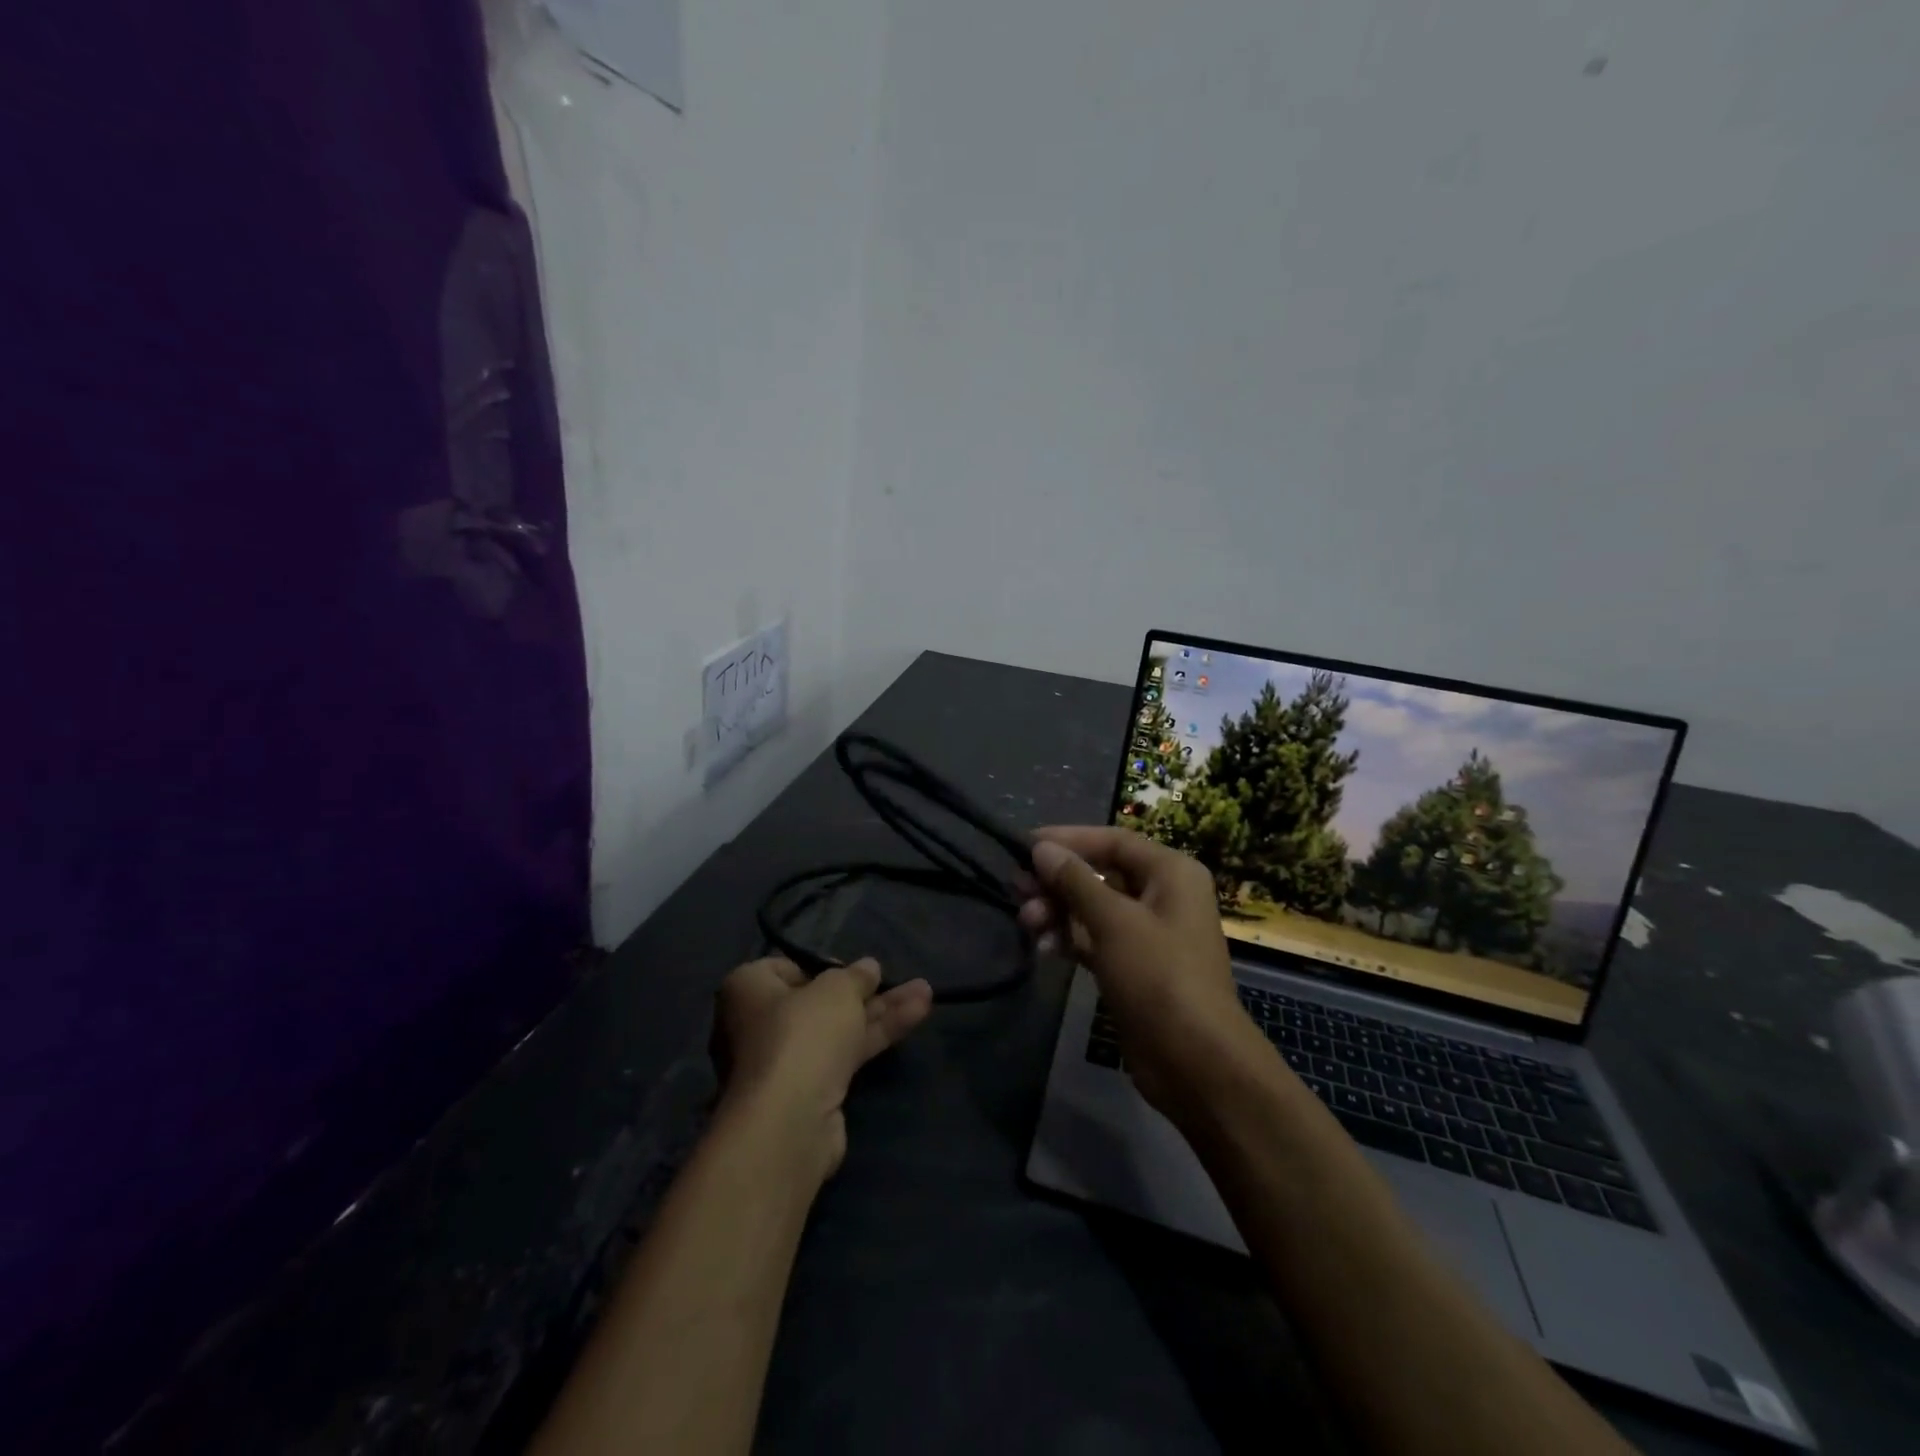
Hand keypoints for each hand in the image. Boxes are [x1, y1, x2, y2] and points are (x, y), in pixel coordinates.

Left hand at [712, 956, 932, 1182]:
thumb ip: (856, 976)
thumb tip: (868, 967)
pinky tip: (914, 1018)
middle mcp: (758, 1024)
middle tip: (900, 980)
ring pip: (838, 1029)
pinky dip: (875, 1037)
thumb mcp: (837, 989)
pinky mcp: (808, 1093)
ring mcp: (784, 1062)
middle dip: (865, 992)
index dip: (823, 967)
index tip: (853, 971)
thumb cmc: (803, 1034)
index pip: (786, 969)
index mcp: (748, 989)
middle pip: (819, 1001)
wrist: (791, 1121)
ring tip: (926, 993)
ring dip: (882, 1012)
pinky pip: (844, 1055)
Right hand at [1018, 827, 1262, 1119]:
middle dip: (1057, 881)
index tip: (1025, 845)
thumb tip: (1042, 849)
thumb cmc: (1159, 977)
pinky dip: (1069, 938)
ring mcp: (1148, 934)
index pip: (1113, 841)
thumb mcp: (1114, 921)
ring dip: (1058, 911)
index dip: (1068, 839)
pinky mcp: (1133, 967)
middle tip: (1016, 888)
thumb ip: (1075, 880)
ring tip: (1026, 922)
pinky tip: (1043, 947)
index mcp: (1171, 873)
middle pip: (1100, 873)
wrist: (1195, 1062)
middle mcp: (1162, 896)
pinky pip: (1094, 939)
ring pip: (1093, 908)